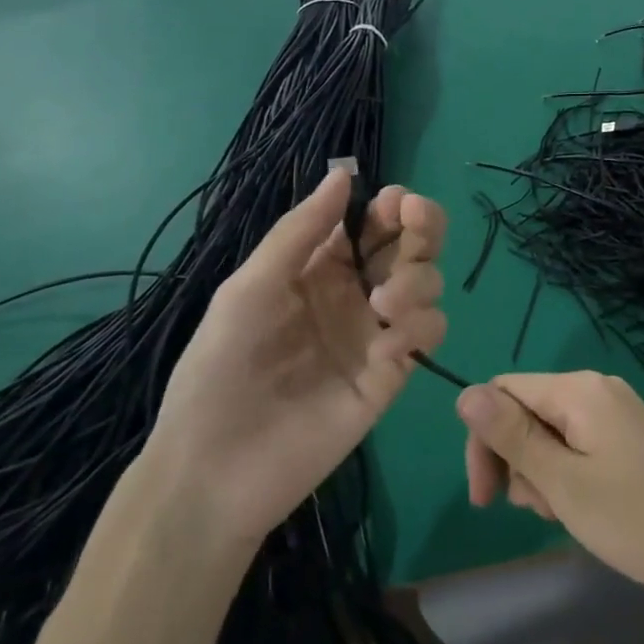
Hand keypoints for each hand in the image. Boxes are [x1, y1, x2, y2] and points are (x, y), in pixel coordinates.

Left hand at [147, 169, 446, 549]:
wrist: (216, 470)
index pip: (370, 223)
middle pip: (410, 247)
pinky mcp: (393, 374)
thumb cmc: (220, 369)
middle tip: (414, 227)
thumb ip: (300, 233)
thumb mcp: (250, 289)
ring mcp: (377, 334)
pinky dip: (419, 330)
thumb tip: (344, 173)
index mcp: (318, 268)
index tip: (399, 203)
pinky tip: (387, 349)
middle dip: (422, 229)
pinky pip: (427, 335)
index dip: (392, 206)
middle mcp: (355, 294)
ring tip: (384, 307)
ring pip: (428, 286)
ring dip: (419, 281)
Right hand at [456, 372, 643, 610]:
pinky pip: (577, 442)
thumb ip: (511, 436)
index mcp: (579, 390)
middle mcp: (596, 388)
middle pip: (526, 410)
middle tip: (535, 510)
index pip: (503, 392)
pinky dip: (567, 473)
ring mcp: (616, 410)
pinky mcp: (628, 434)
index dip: (484, 440)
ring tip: (564, 513)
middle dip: (516, 460)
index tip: (485, 497)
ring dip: (541, 472)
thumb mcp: (563, 482)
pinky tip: (582, 507)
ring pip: (549, 431)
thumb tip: (464, 393)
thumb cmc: (636, 519)